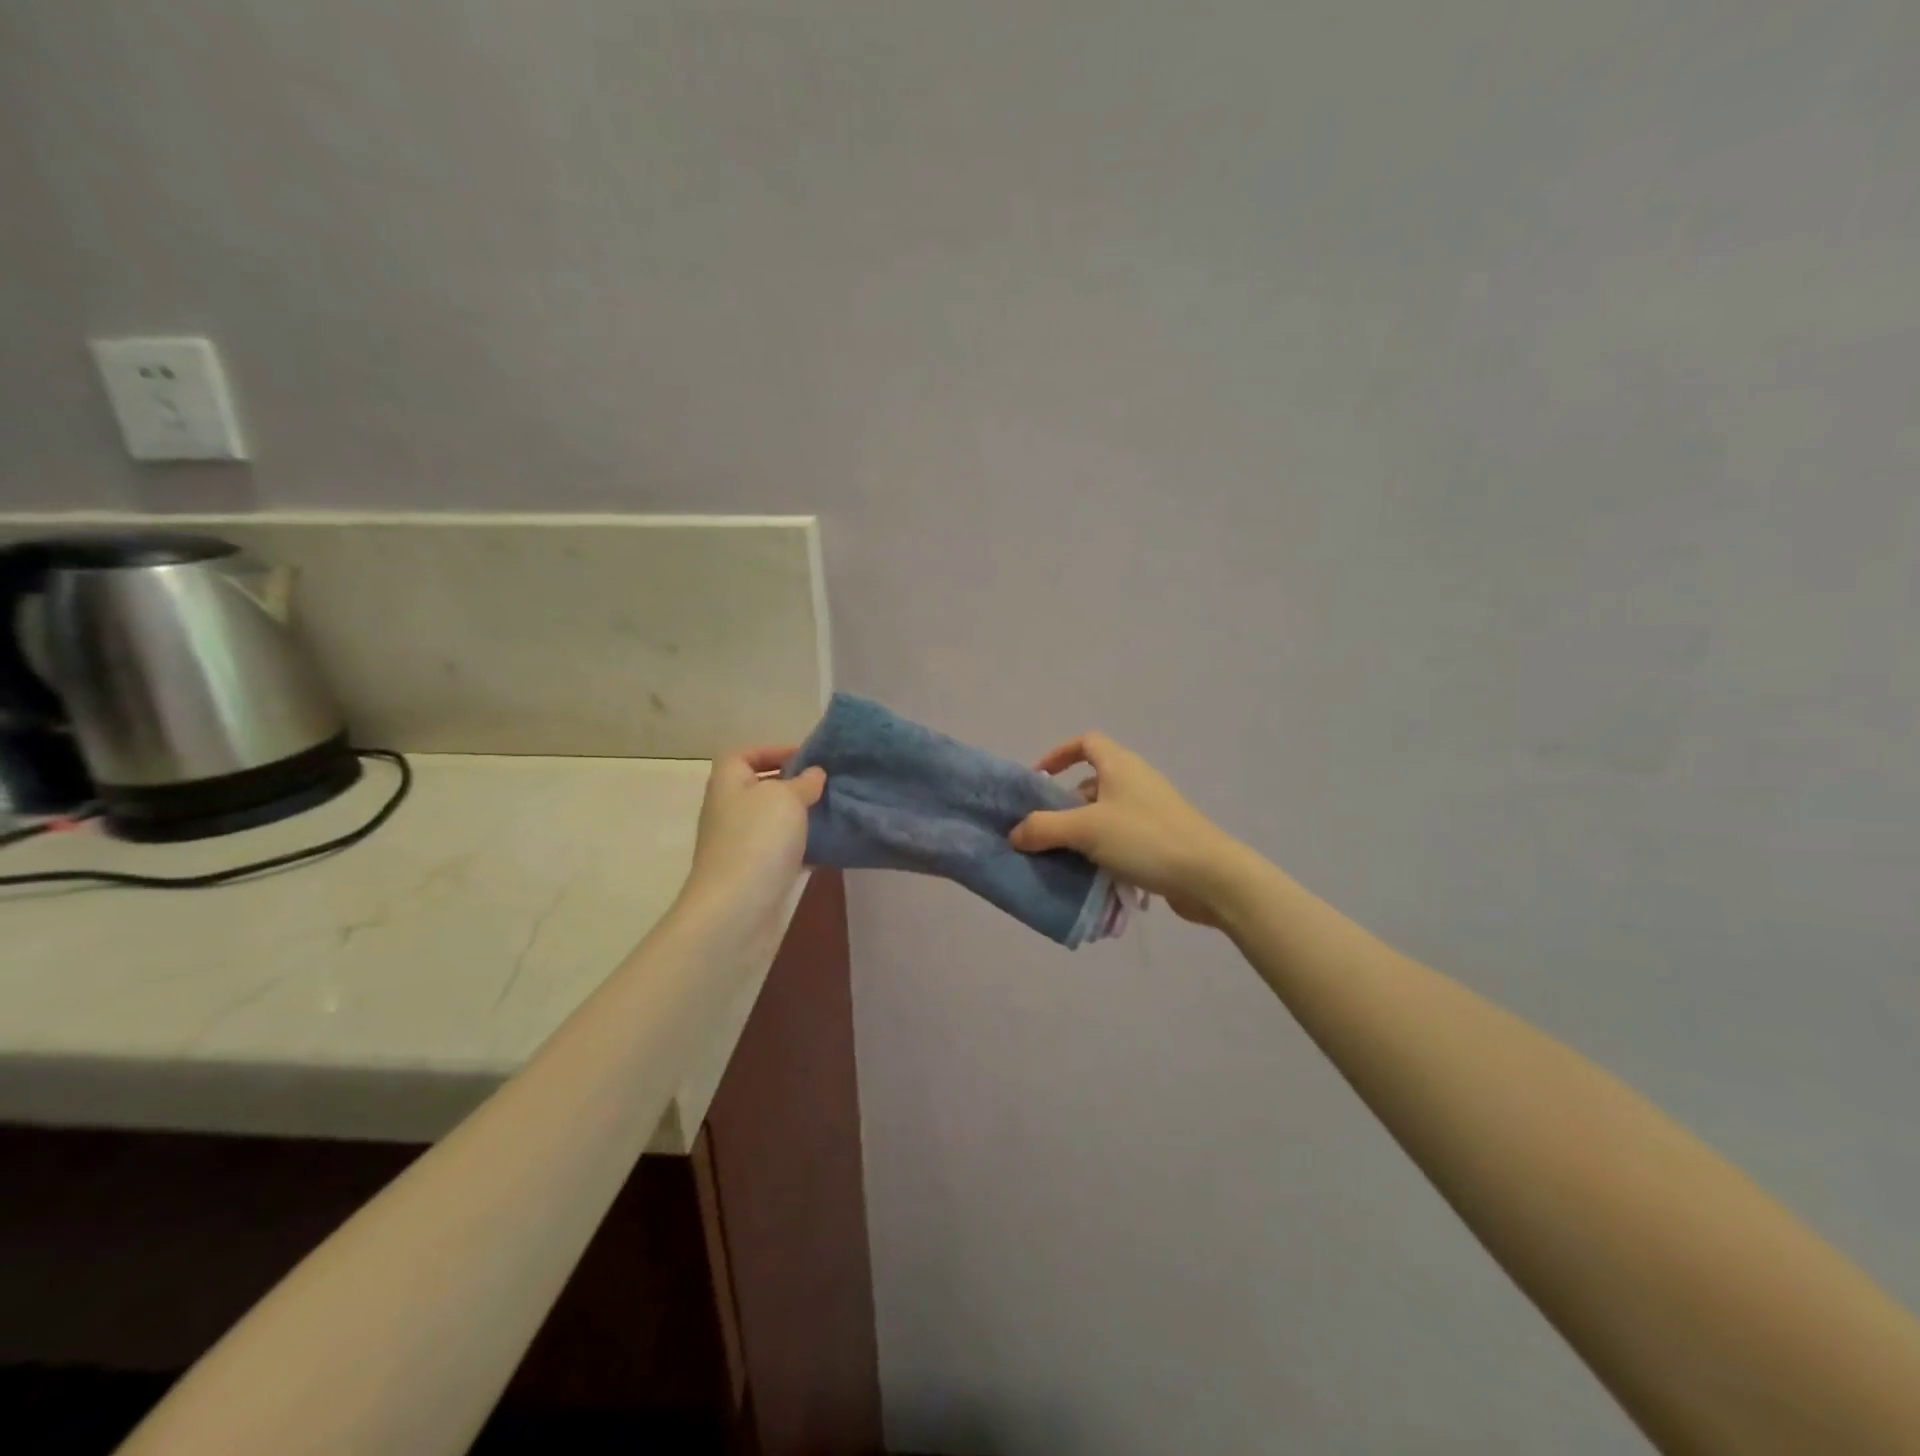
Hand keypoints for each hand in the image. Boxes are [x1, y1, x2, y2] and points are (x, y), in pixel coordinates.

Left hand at [677, 747, 824, 931]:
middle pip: (762, 788)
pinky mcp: (757, 873)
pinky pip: (784, 851)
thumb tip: (814, 774)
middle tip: (829, 785)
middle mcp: (730, 811)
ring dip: (803, 817)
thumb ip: (804, 782)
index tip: (807, 759)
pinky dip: (805, 847)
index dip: (772, 751)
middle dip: (794, 785)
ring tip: (836, 812)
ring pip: (776, 822)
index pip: (742, 755)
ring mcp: (742, 845)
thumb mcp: (786, 798)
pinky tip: (832, 846)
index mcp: (729, 784)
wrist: (737, 909)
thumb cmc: (758, 840)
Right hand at [1011, 733, 1246, 926]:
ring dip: (1081, 830)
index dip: (1059, 755)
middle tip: (1044, 829)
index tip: (1038, 780)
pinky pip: (1120, 836)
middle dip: (1064, 803)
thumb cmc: (1145, 839)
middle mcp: (1136, 781)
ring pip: (1104, 813)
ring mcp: (1151, 810)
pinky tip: (1091, 874)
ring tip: (1062, 855)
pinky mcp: (1160, 838)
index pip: (1086, 743)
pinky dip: (1102, 848)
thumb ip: (1044, 828)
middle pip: (1091, 781)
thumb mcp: (1086, 830)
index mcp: (1120, 765)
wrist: (1209, 876)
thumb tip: (1015, 832)